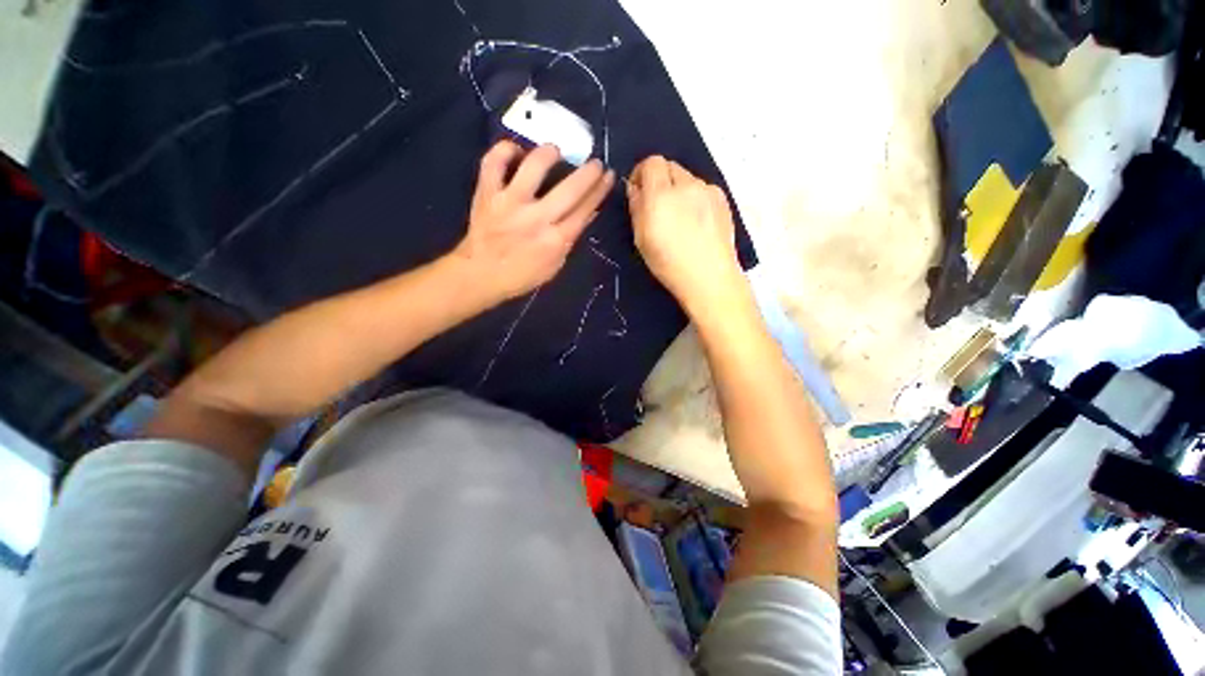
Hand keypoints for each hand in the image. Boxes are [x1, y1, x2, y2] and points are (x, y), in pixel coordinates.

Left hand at [452, 141, 614, 303]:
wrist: (480, 274)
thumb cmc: (521, 275)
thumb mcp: (554, 265)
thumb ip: (570, 239)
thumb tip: (587, 213)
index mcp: (555, 240)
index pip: (584, 210)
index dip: (599, 191)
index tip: (608, 176)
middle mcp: (537, 218)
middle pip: (570, 189)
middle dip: (588, 172)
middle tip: (595, 162)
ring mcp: (510, 202)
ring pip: (534, 166)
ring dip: (549, 153)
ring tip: (555, 152)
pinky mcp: (487, 193)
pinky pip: (494, 162)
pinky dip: (504, 150)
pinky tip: (516, 150)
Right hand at [627, 156, 744, 313]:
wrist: (709, 277)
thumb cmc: (669, 263)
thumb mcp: (641, 239)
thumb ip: (636, 207)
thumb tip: (636, 189)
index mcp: (661, 194)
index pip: (651, 163)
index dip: (641, 174)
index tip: (638, 191)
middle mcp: (687, 185)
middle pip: (670, 166)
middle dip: (660, 181)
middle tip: (657, 207)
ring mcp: (708, 190)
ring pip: (688, 178)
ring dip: (678, 190)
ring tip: (679, 219)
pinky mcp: (723, 200)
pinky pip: (703, 190)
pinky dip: (695, 199)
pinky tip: (696, 223)